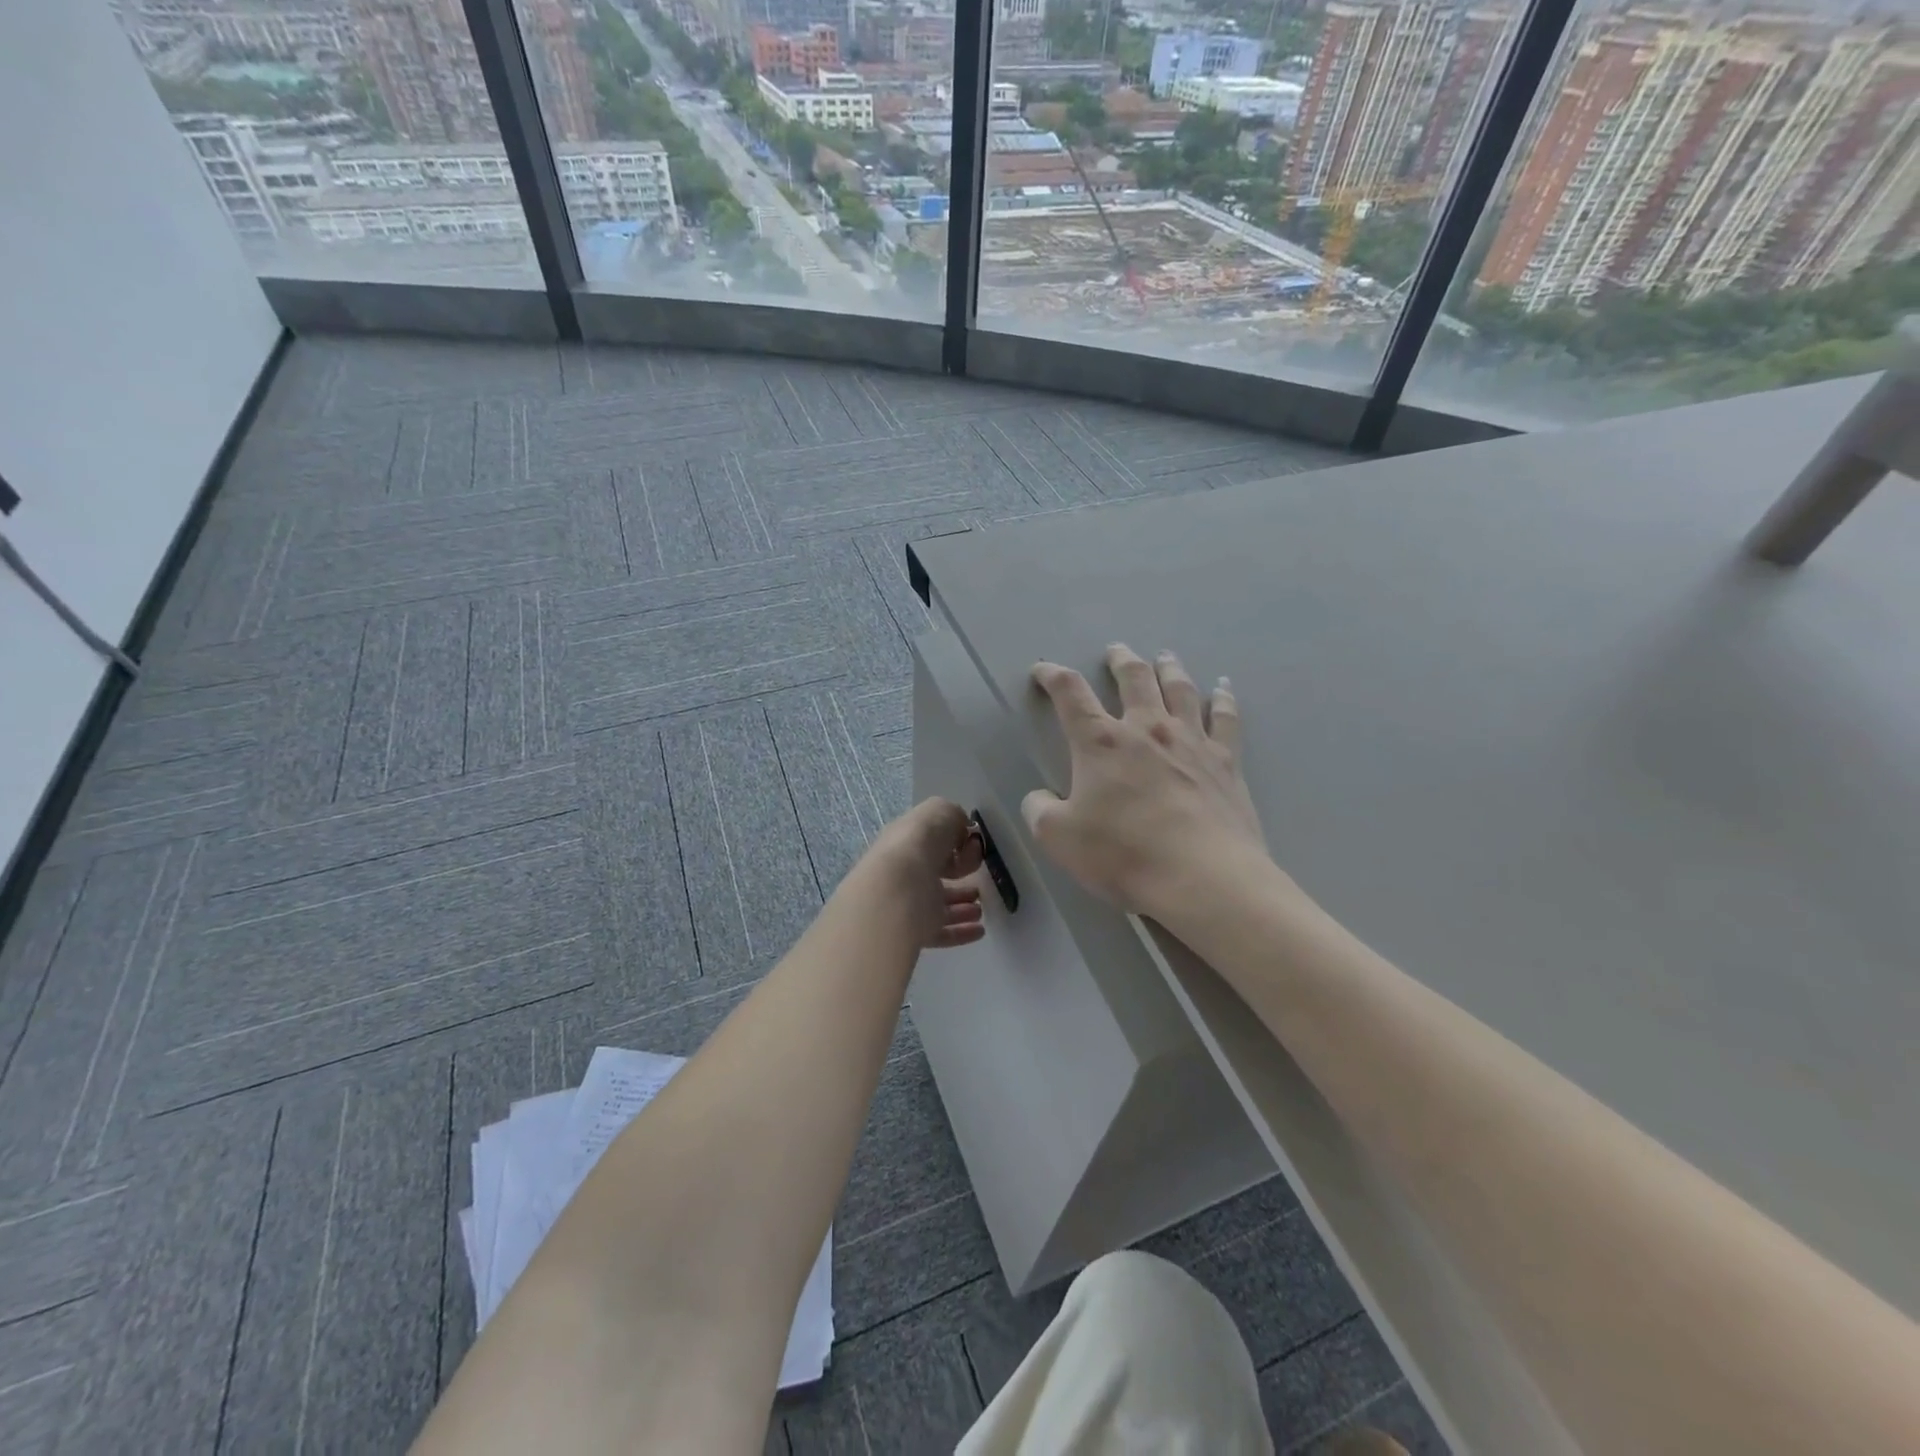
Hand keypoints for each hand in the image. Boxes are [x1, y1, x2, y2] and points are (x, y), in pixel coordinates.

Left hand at [862, 798, 986, 949]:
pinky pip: (942, 932)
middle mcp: (905, 871)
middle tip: (977, 877)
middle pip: (933, 874)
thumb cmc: (919, 843)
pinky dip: (962, 932)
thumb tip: (963, 831)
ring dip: (961, 907)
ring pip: (938, 905)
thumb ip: (954, 817)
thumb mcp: (940, 811)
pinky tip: (979, 930)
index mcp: (906, 841)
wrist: (898, 887)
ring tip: (979, 907)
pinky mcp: (915, 930)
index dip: (952, 842)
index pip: (929, 842)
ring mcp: (909, 903)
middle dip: (957, 875)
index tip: (972, 846)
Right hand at [1023, 645, 1268, 921]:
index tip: (1043, 670)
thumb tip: (1039, 798)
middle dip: (1120, 661)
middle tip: (1116, 650)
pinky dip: (1223, 699)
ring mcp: (1191, 741)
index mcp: (1101, 743)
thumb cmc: (1124, 854)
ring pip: (1179, 689)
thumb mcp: (1058, 838)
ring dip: (1169, 669)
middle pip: (1133, 679)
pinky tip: (1223, 688)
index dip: (1052, 676)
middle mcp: (1147, 729)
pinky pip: (1225, 719)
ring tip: (1165, 656)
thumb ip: (1040, 811)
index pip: (1070, 694)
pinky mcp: (1226, 762)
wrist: (1203, 877)